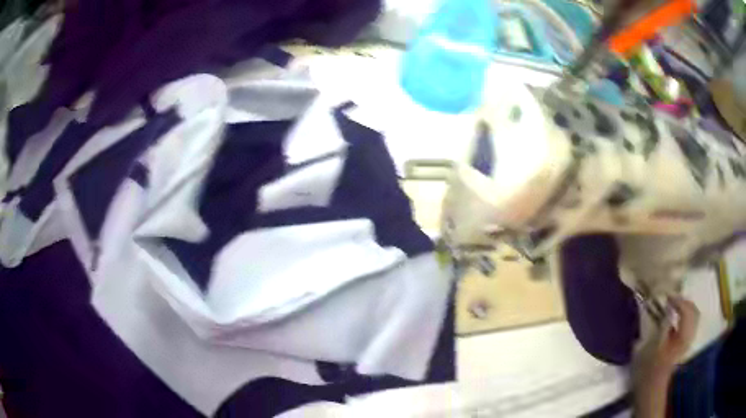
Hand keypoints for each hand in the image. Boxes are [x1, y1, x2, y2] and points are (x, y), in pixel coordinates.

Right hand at [654, 296, 699, 370]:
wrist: (651, 388)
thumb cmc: (649, 369)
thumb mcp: (653, 348)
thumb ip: (663, 326)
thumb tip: (669, 308)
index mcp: (683, 337)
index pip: (687, 310)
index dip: (678, 301)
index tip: (666, 297)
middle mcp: (690, 336)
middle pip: (693, 311)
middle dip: (684, 302)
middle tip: (672, 299)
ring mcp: (688, 340)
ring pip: (693, 316)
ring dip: (685, 307)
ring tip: (674, 305)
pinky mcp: (685, 343)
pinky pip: (690, 323)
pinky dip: (684, 315)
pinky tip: (675, 317)